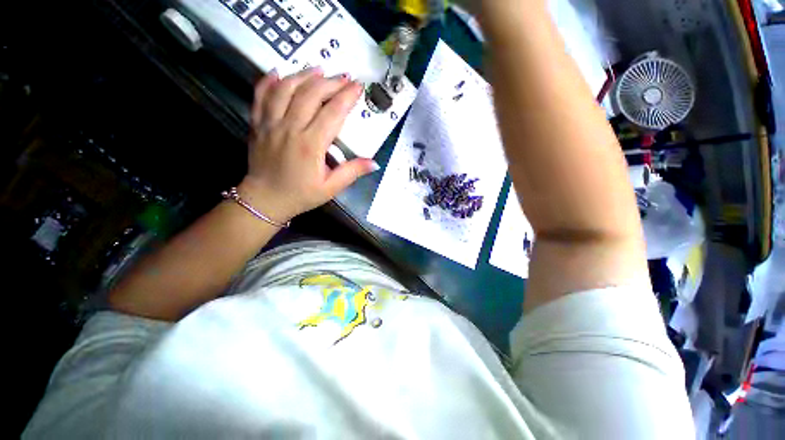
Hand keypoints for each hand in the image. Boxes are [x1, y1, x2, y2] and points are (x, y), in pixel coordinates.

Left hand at [238, 68, 377, 223]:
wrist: (265, 200)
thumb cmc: (301, 195)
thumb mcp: (331, 188)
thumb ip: (351, 172)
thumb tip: (374, 163)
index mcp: (310, 145)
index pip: (332, 113)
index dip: (347, 97)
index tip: (358, 87)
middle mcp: (290, 129)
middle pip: (311, 95)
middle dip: (331, 82)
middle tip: (344, 77)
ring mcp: (270, 124)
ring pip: (286, 89)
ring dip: (304, 75)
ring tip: (319, 70)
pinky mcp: (257, 124)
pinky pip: (260, 95)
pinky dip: (269, 81)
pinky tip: (279, 72)